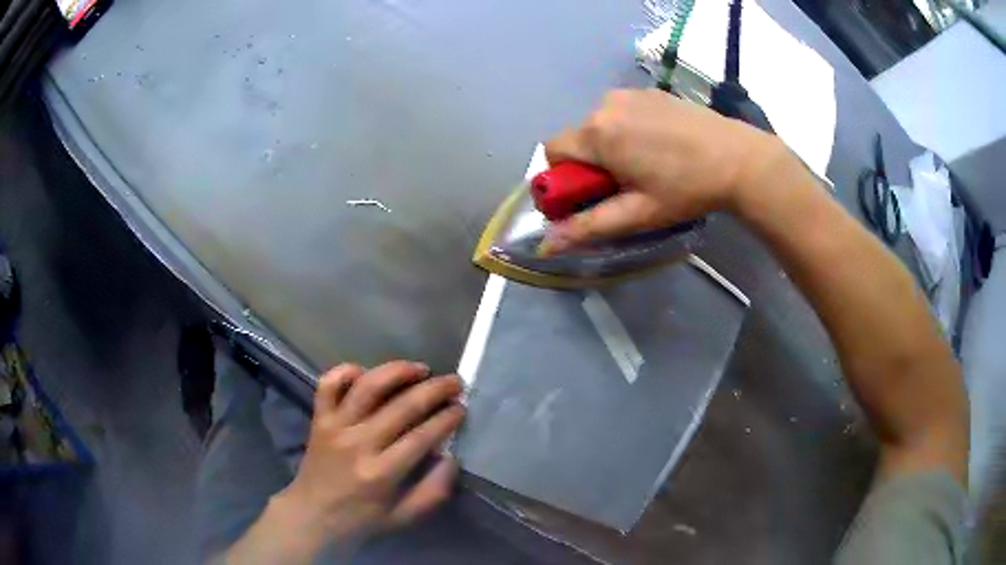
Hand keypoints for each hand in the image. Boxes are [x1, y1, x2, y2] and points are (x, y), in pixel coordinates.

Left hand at [274, 362, 465, 552]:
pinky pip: (328, 384)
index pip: (422, 437)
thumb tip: (451, 458)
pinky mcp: (319, 418)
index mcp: (381, 473)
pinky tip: (366, 372)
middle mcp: (358, 443)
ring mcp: (335, 427)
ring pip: (367, 386)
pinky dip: (345, 371)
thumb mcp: (405, 517)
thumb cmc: (362, 519)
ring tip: (420, 369)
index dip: (446, 419)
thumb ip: (434, 491)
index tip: (462, 408)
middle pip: (402, 406)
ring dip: (397, 371)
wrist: (313, 515)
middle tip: (454, 382)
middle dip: (435, 390)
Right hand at [542, 88, 787, 252]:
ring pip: (600, 123)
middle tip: (626, 184)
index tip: (591, 193)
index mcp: (597, 133)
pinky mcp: (650, 91)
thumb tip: (546, 245)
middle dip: (590, 162)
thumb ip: (589, 226)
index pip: (552, 151)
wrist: (739, 159)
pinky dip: (629, 128)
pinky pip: (623, 110)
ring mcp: (629, 93)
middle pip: (578, 137)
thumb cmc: (686, 189)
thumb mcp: (637, 213)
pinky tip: (660, 144)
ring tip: (647, 163)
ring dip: (610, 144)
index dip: (564, 177)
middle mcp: (605, 104)